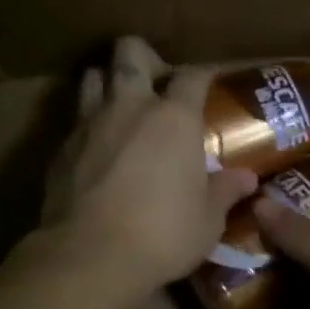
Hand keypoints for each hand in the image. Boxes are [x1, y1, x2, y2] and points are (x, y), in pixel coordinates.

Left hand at [42, 37, 258, 300]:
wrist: (89, 256)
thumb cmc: (162, 234)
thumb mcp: (207, 220)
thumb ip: (225, 192)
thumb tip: (247, 178)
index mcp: (174, 118)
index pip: (192, 75)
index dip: (202, 74)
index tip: (208, 83)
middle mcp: (130, 107)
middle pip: (129, 52)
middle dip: (143, 56)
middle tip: (155, 81)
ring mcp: (89, 124)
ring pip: (93, 76)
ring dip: (107, 82)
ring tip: (120, 106)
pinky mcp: (61, 148)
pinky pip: (75, 120)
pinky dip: (88, 125)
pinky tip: (97, 149)